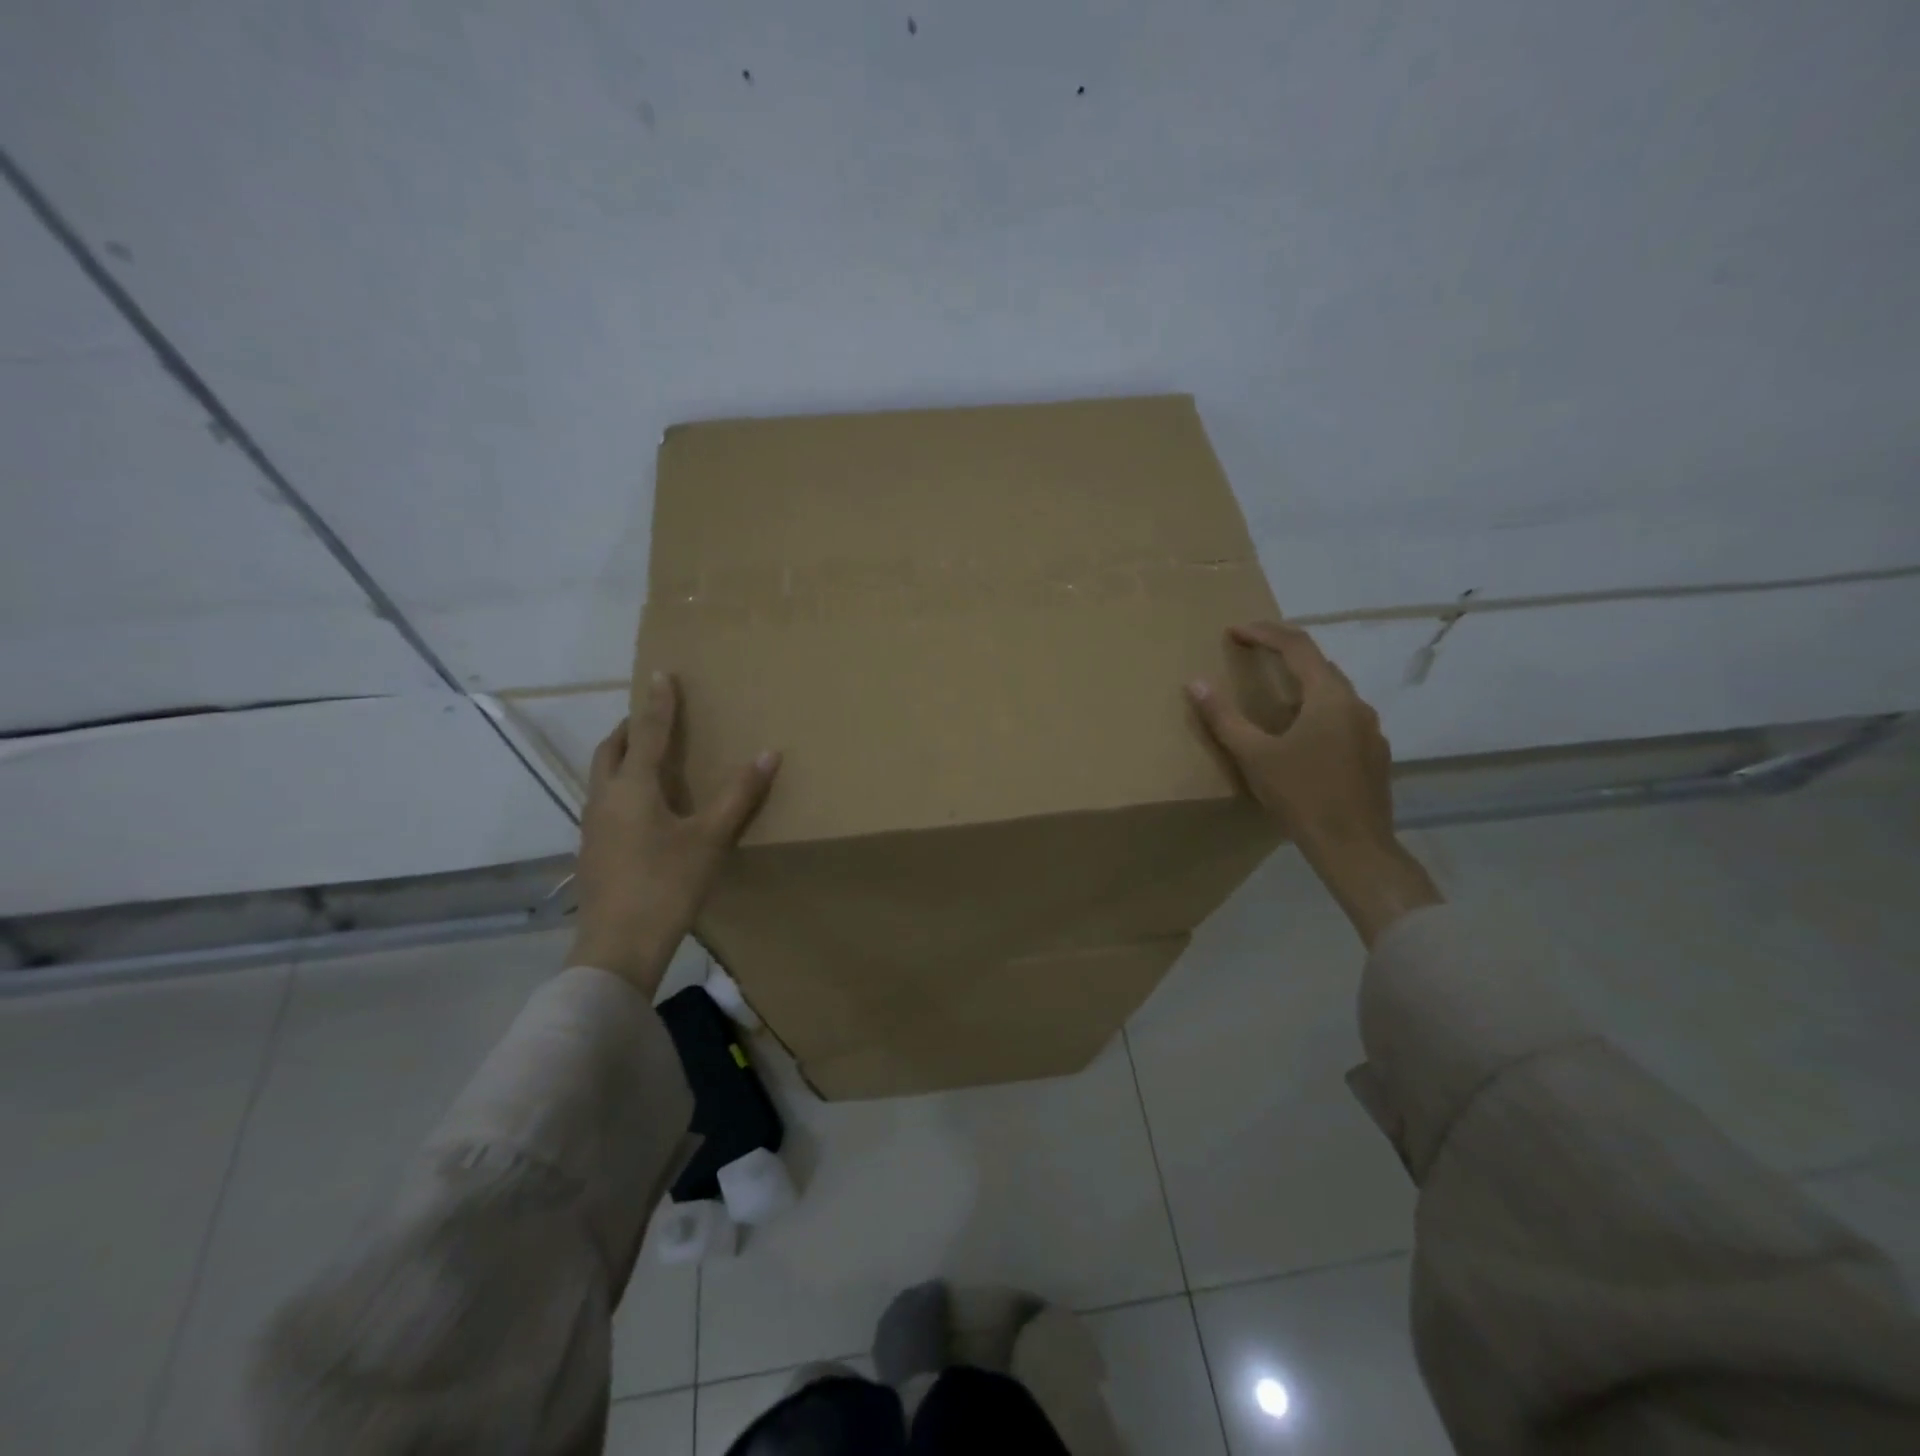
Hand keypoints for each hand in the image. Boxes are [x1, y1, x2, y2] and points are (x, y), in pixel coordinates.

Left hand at [568, 672, 779, 992]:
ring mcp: (592, 826)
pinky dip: (619, 785)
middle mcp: (605, 798)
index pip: (647, 732)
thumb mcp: (710, 839)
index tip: (661, 674)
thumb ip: (739, 795)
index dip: (658, 703)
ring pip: (602, 775)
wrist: (617, 947)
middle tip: (650, 715)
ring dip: (620, 755)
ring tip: (645, 755)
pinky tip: (640, 808)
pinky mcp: (591, 850)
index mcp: (633, 787)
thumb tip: (769, 753)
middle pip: (611, 749)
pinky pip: (603, 800)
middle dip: (630, 726)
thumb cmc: (667, 885)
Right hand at [1187, 622, 1439, 945]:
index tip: (1234, 631)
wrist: (1354, 846)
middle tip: (1252, 652)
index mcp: (1328, 697)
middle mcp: (1355, 704)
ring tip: (1272, 692)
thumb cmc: (1301, 796)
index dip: (1264, 633)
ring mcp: (1370, 729)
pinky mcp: (1374, 753)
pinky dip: (1317, 709)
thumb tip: (1195, 682)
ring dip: (1302, 682)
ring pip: (1333, 691)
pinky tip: (1301, 734)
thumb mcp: (1254, 756)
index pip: (1297, 646)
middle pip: (1319, 664)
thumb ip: (1223, 717)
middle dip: (1284, 652)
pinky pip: (1342, 716)